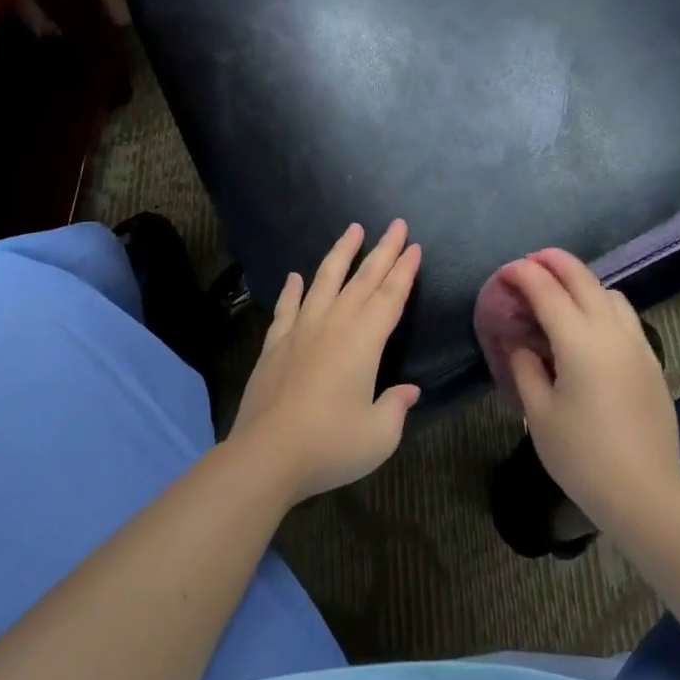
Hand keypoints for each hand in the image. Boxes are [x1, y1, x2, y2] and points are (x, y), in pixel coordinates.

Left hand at [229, 220, 422, 502]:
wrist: (266, 455)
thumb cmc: (331, 444)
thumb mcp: (379, 434)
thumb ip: (396, 407)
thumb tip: (408, 391)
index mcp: (364, 341)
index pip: (391, 297)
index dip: (404, 270)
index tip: (413, 246)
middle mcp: (334, 325)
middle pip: (363, 279)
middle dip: (383, 250)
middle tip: (396, 224)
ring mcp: (300, 331)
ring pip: (324, 281)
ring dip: (341, 254)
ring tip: (352, 230)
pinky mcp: (274, 345)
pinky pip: (287, 308)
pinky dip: (293, 290)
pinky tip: (296, 276)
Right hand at [502, 250, 679, 533]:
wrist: (644, 492)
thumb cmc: (581, 455)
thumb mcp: (539, 413)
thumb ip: (525, 368)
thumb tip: (519, 342)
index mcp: (580, 341)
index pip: (547, 291)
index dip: (522, 275)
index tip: (503, 273)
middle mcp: (612, 331)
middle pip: (583, 278)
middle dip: (553, 262)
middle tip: (529, 262)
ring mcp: (637, 344)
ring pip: (610, 293)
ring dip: (582, 282)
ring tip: (560, 295)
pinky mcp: (651, 361)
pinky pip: (625, 316)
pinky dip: (602, 304)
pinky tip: (589, 326)